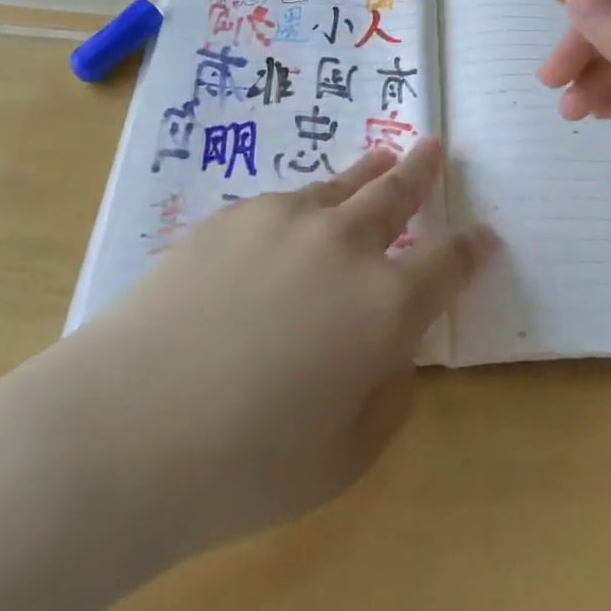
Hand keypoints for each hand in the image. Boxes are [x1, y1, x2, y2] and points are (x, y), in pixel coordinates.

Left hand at [81, 141, 493, 560]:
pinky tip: (298, 222)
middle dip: (422, 170)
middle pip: (397, 193)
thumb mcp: (344, 455)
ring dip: (370, 172)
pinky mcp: (238, 212)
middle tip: (434, 147)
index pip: (446, 264)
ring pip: (344, 183)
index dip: (469, 249)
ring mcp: (289, 218)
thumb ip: (387, 392)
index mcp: (384, 306)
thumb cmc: (245, 463)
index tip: (482, 236)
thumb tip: (392, 347)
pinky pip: (289, 201)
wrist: (128, 423)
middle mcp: (345, 245)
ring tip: (384, 158)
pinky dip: (309, 205)